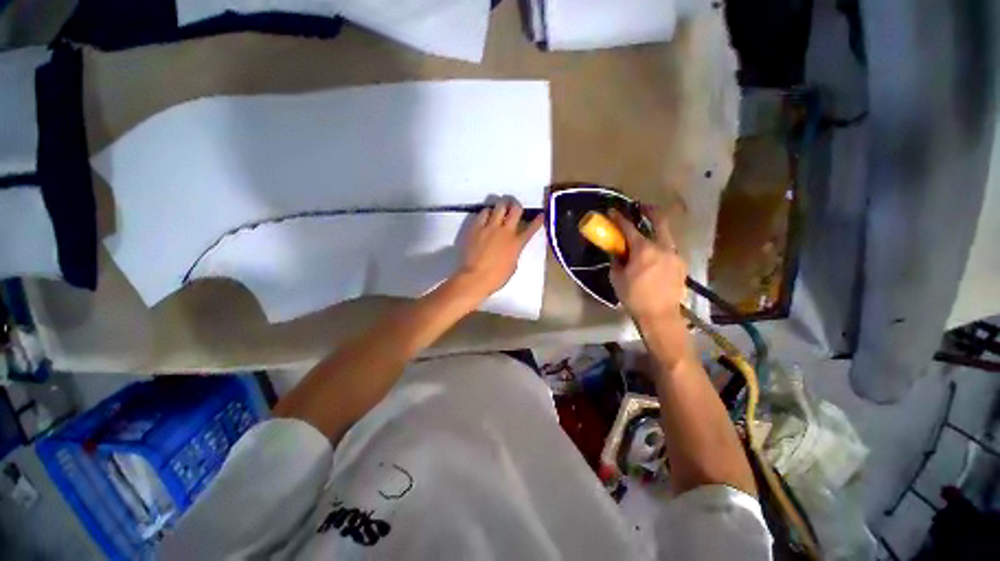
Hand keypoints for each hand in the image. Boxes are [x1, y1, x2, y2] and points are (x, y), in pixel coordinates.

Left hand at [452, 199, 543, 300]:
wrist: (475, 277)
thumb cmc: (496, 277)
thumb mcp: (512, 265)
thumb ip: (514, 252)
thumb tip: (511, 246)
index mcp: (517, 243)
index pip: (531, 228)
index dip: (537, 220)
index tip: (541, 214)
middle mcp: (505, 231)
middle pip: (515, 209)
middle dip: (516, 205)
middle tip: (514, 206)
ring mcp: (490, 227)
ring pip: (499, 206)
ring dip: (501, 206)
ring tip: (499, 209)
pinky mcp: (476, 227)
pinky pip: (483, 212)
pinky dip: (487, 212)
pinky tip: (486, 215)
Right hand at [609, 206, 686, 322]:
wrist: (660, 315)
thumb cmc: (634, 297)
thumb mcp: (617, 278)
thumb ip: (616, 260)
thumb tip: (616, 251)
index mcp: (643, 250)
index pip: (629, 228)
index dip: (619, 218)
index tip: (612, 211)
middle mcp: (663, 247)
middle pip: (659, 221)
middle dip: (649, 210)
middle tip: (641, 207)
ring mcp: (675, 255)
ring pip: (666, 235)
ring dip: (656, 230)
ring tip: (647, 234)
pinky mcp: (681, 265)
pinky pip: (670, 249)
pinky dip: (661, 246)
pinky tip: (654, 256)